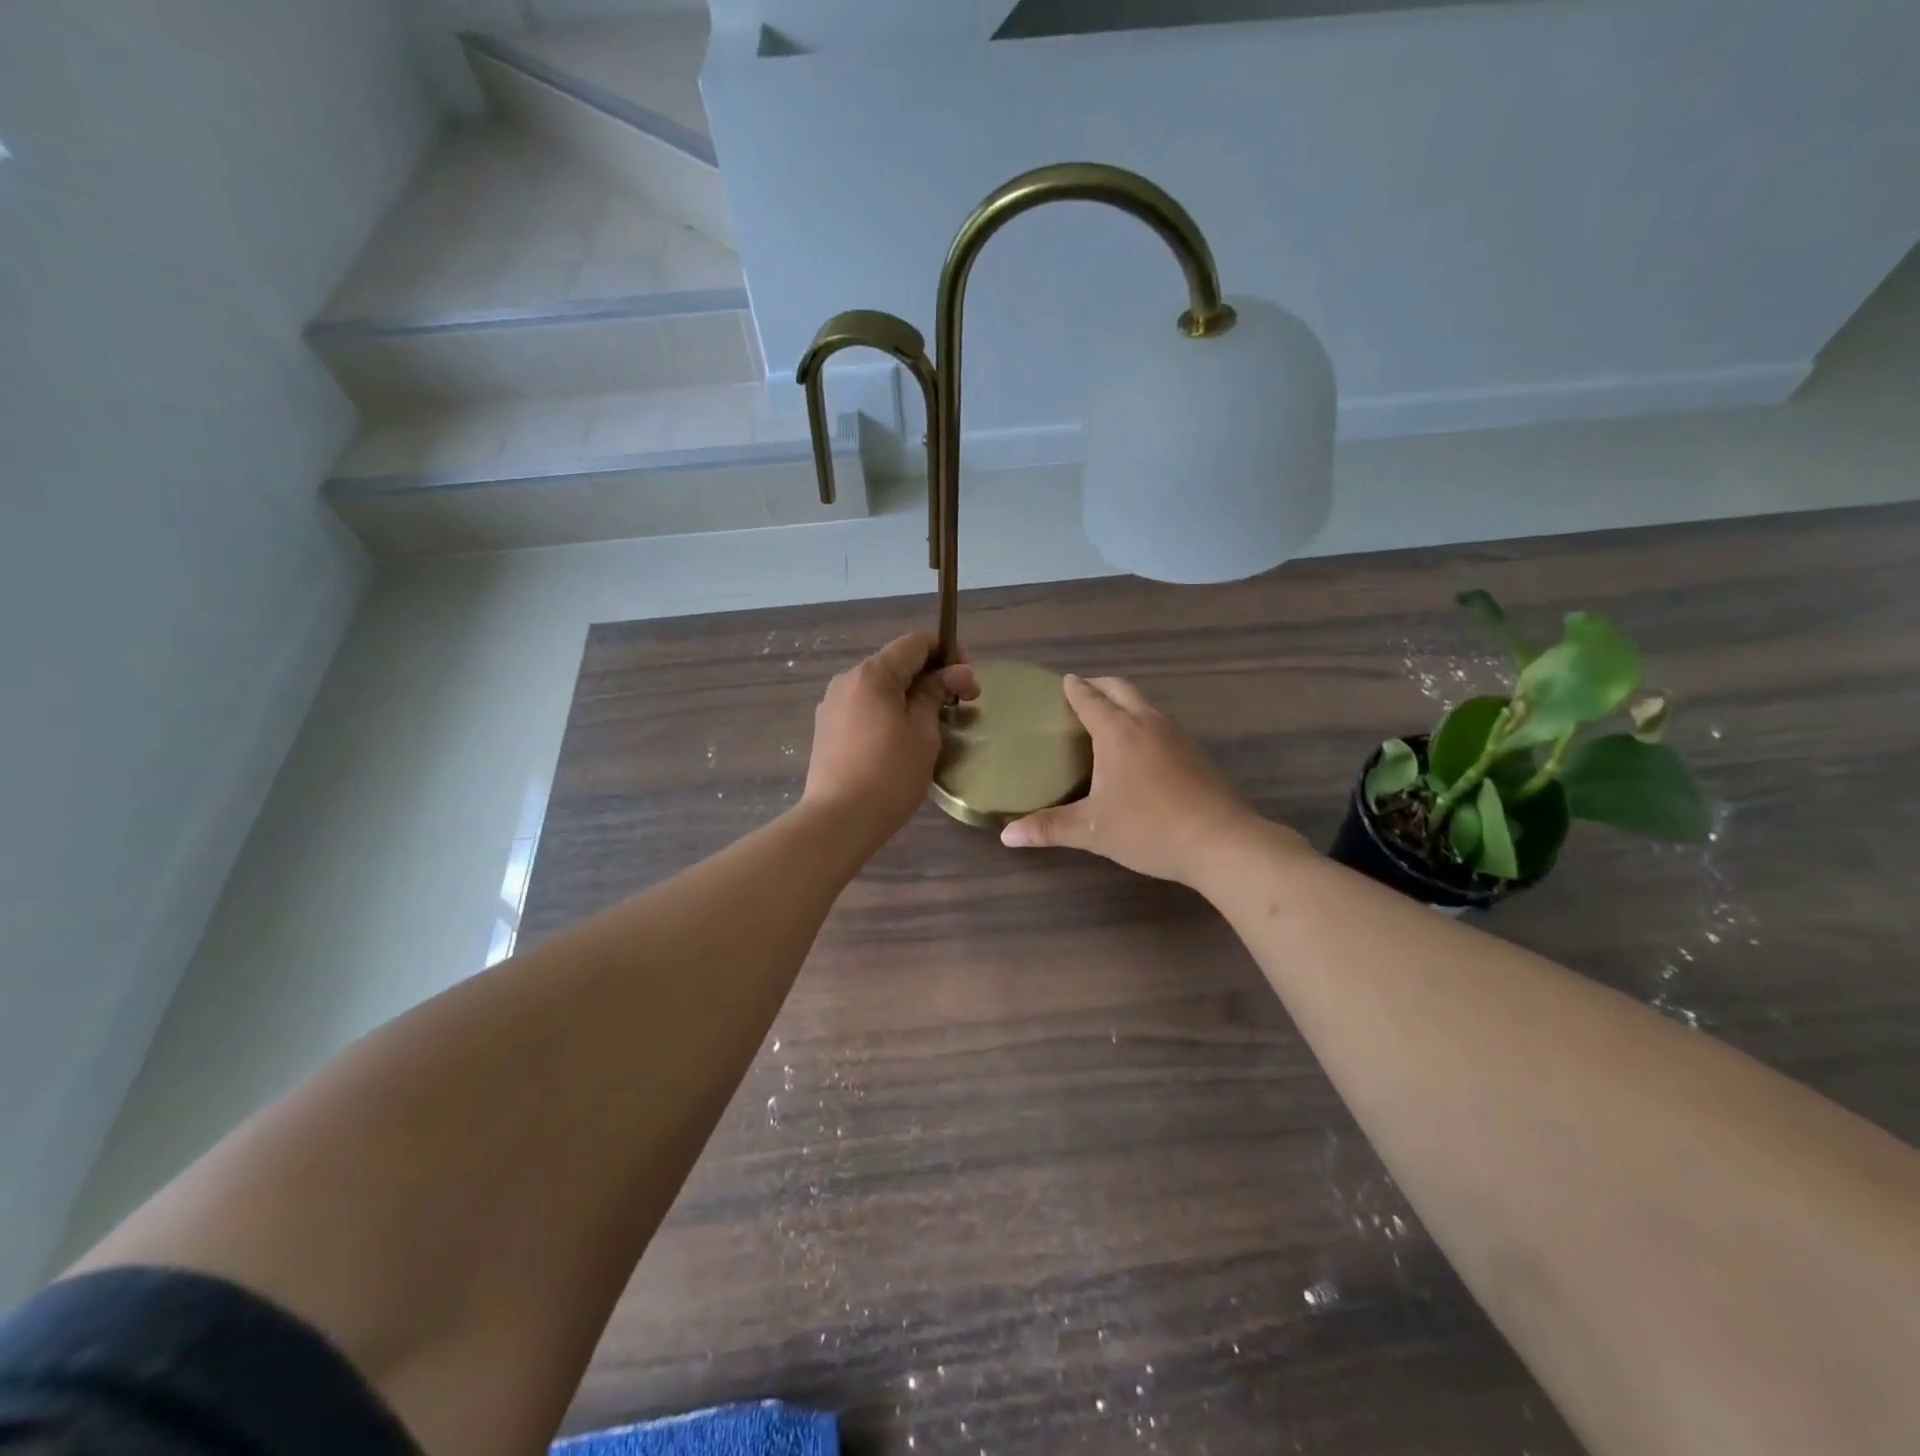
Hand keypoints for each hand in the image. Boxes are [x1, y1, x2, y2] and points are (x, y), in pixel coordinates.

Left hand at [803, 633, 978, 846]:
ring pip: (881, 687)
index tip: (966, 681)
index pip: (916, 642)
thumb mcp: (923, 732)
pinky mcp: (827, 728)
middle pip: (897, 663)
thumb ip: (937, 693)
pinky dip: (889, 712)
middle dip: (932, 677)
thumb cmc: (890, 774)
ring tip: (933, 726)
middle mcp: (848, 679)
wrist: (838, 820)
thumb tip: (956, 672)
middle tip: (960, 706)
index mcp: (873, 673)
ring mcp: (833, 704)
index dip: (947, 652)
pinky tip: (901, 740)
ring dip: (910, 696)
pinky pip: (865, 707)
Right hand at [1001, 675, 1268, 885]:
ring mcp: (1176, 734)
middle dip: (1098, 685)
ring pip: (1144, 703)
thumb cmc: (1148, 829)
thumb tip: (1006, 835)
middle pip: (1120, 688)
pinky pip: (1161, 723)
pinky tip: (1139, 750)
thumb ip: (1049, 828)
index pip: (1089, 698)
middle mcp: (1146, 722)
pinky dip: (1142, 722)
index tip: (1062, 683)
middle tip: (1080, 695)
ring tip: (1106, 720)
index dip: (1073, 688)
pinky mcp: (1196, 751)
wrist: (1221, 842)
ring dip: (1123, 702)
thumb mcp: (1092, 830)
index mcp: (1117, 732)